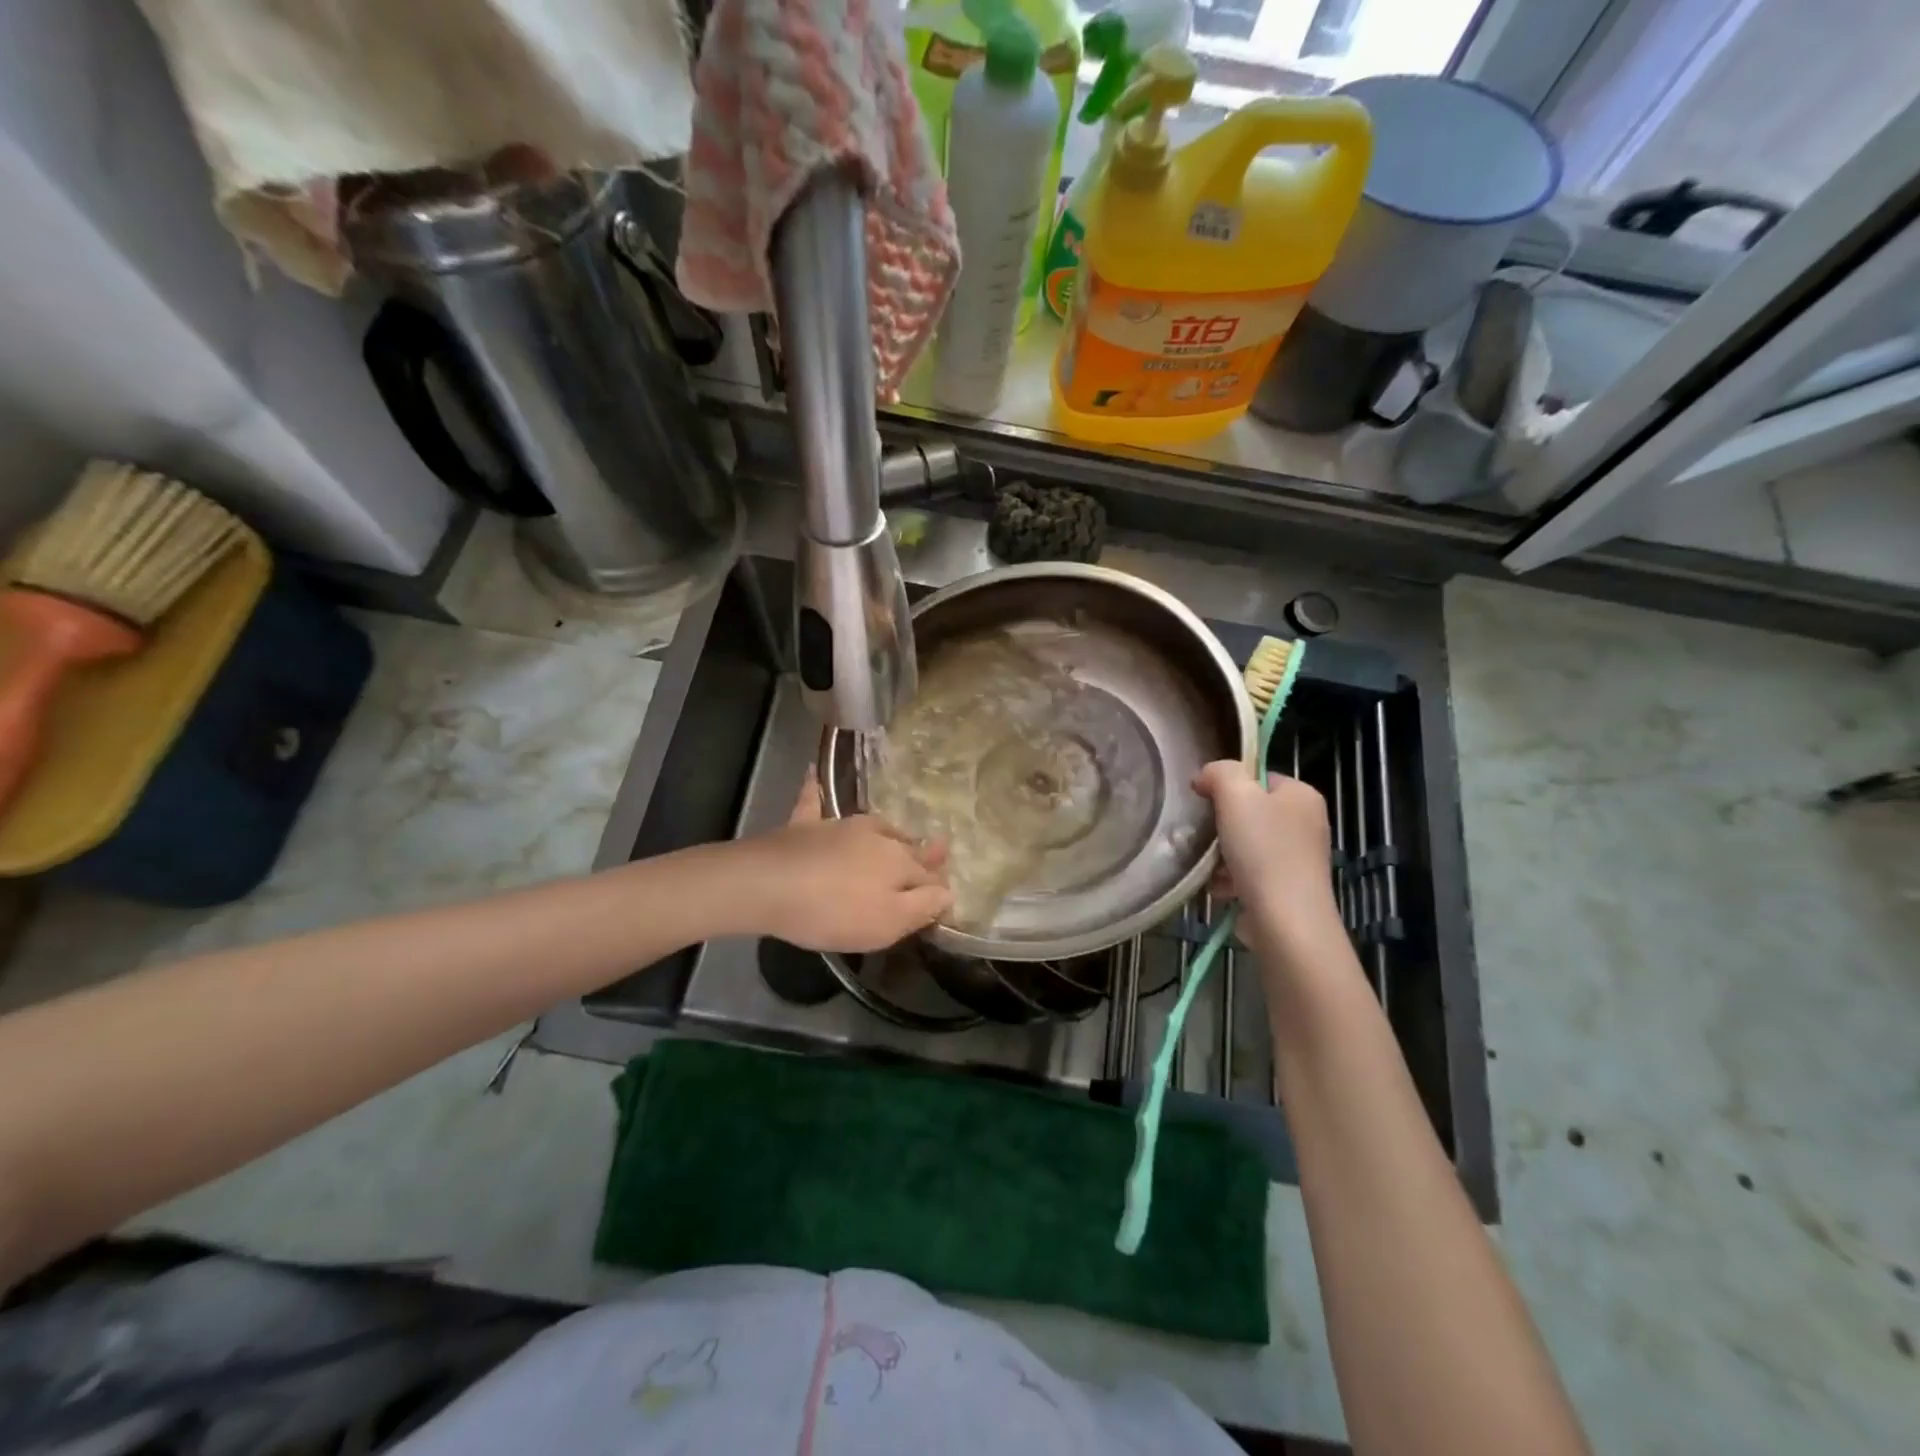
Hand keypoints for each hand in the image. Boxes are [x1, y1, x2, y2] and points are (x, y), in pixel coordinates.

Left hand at [734, 773, 951, 951]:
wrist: (768, 886)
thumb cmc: (832, 911)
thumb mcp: (887, 923)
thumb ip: (923, 906)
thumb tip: (949, 892)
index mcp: (899, 861)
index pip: (929, 875)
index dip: (937, 889)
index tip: (942, 899)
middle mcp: (876, 835)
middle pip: (906, 846)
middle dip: (922, 853)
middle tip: (937, 851)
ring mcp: (839, 825)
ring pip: (875, 825)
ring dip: (889, 831)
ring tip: (898, 835)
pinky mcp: (805, 824)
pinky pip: (813, 800)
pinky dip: (816, 788)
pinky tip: (813, 772)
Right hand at [1194, 760, 1342, 955]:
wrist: (1285, 920)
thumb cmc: (1263, 851)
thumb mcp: (1236, 795)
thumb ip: (1220, 773)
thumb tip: (1206, 778)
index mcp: (1302, 795)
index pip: (1258, 777)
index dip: (1228, 786)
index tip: (1206, 803)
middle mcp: (1307, 823)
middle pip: (1250, 812)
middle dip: (1223, 827)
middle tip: (1208, 837)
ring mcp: (1300, 858)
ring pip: (1247, 844)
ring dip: (1223, 856)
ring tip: (1212, 868)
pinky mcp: (1289, 888)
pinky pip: (1252, 873)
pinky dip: (1232, 879)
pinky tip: (1221, 889)